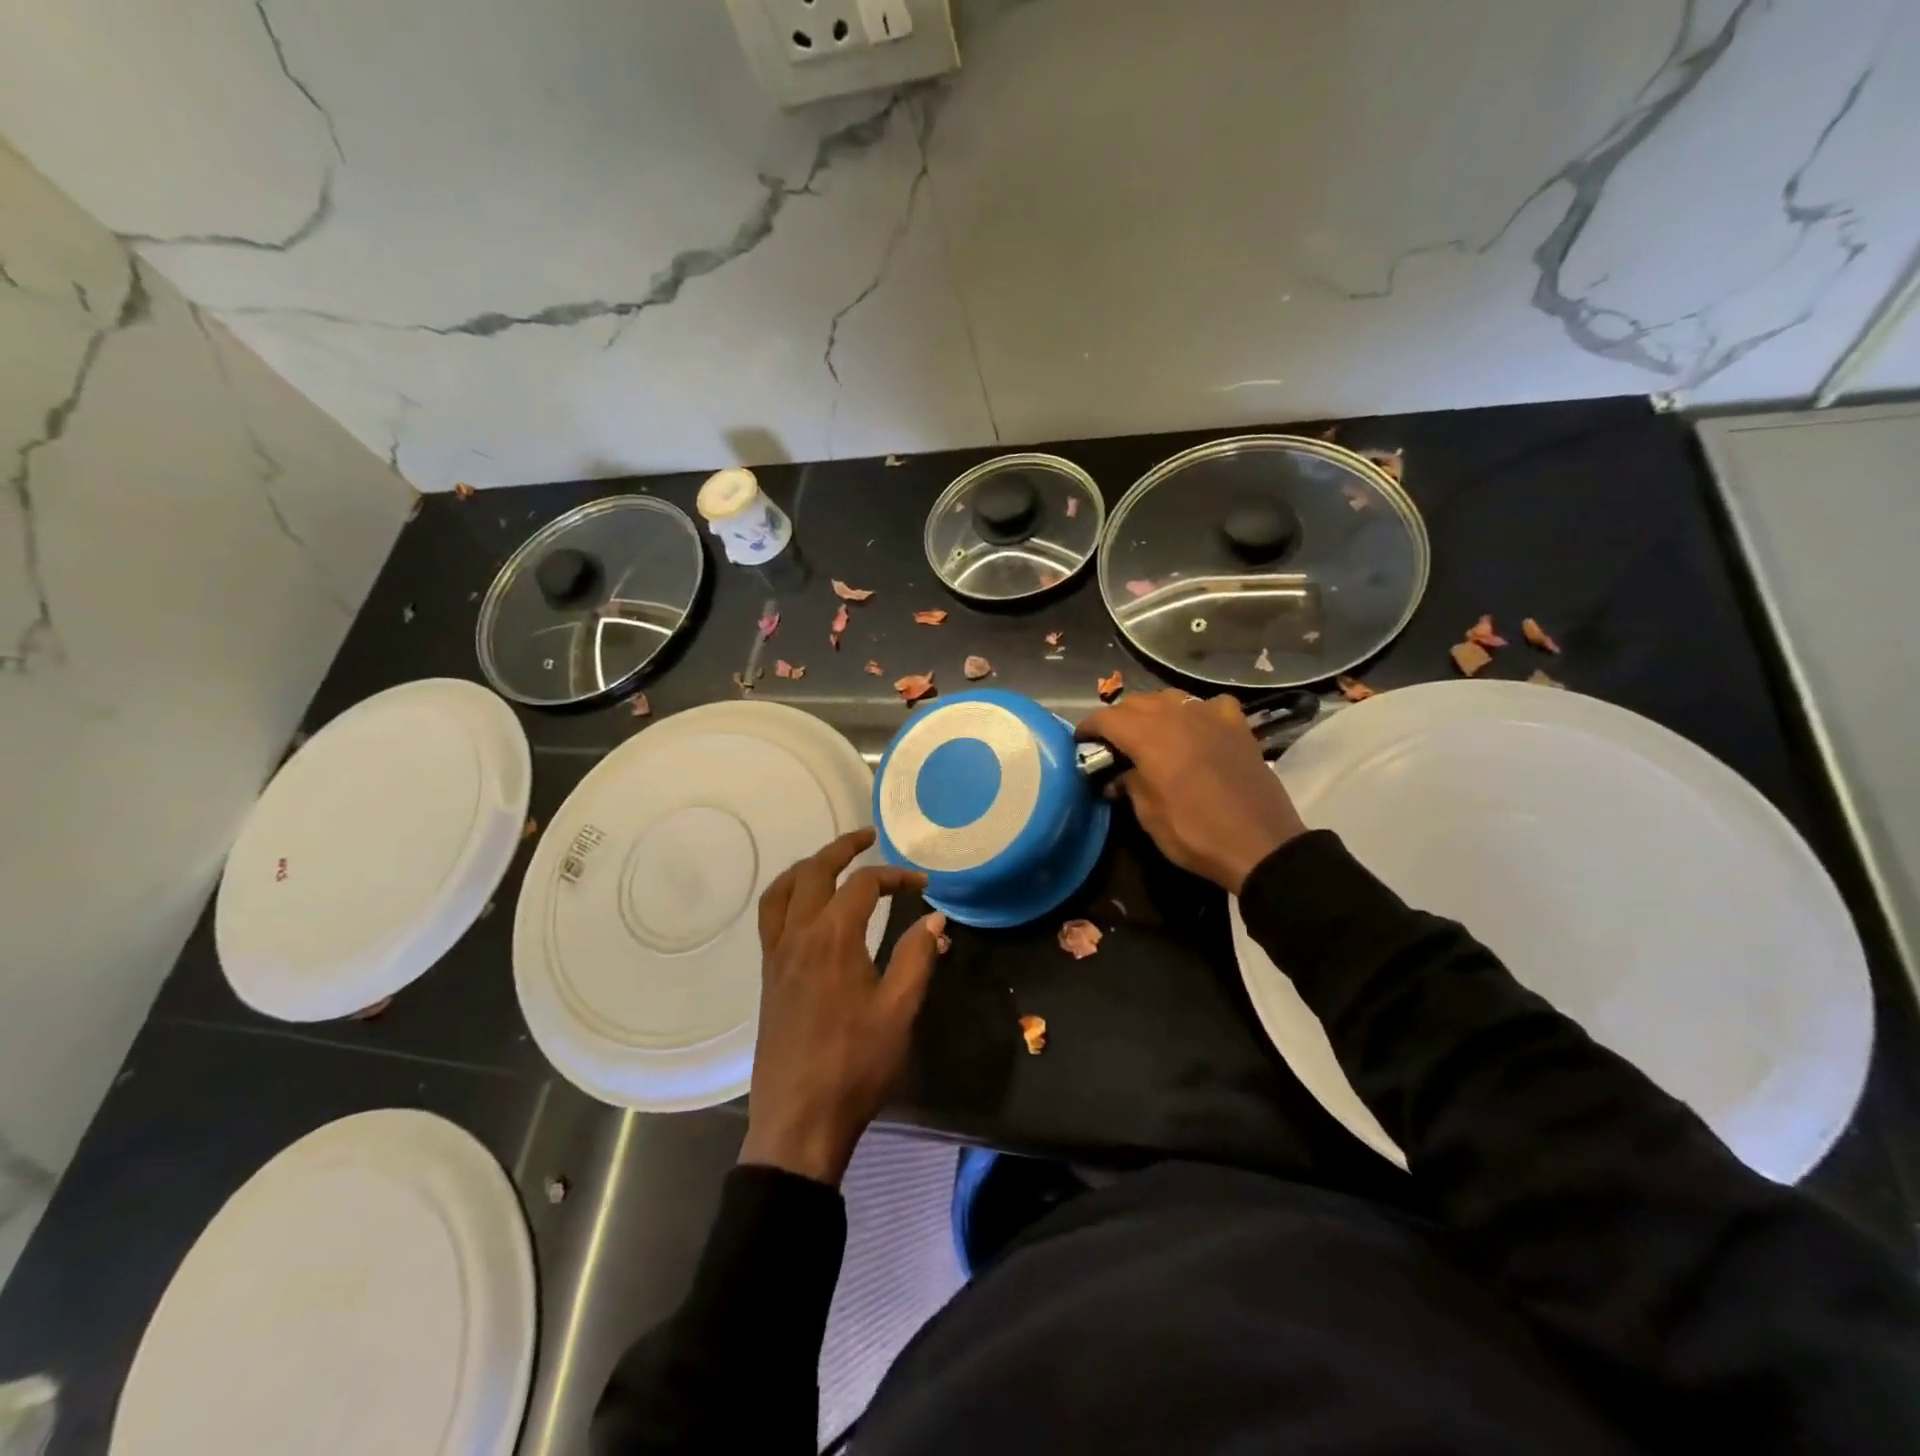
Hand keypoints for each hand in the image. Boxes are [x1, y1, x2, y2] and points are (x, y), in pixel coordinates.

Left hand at [740, 827, 945, 1185]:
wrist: (799, 1121)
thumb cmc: (855, 1066)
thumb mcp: (899, 1011)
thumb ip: (917, 958)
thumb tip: (935, 920)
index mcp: (832, 938)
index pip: (864, 885)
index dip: (895, 877)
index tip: (923, 885)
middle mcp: (797, 936)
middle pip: (814, 871)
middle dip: (842, 848)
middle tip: (868, 837)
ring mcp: (776, 956)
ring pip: (782, 890)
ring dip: (808, 866)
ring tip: (832, 862)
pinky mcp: (768, 976)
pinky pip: (771, 917)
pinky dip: (788, 895)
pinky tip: (808, 908)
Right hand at [1078, 690, 1307, 894]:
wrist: (1260, 844)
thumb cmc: (1195, 833)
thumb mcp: (1148, 815)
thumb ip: (1129, 785)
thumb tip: (1118, 776)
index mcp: (1148, 737)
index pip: (1107, 718)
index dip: (1089, 728)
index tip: (1081, 741)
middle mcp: (1177, 716)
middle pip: (1137, 702)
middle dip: (1119, 719)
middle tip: (1112, 744)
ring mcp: (1211, 716)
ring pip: (1171, 698)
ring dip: (1154, 711)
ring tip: (1150, 734)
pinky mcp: (1238, 726)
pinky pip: (1210, 706)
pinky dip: (1197, 713)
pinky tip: (1198, 729)